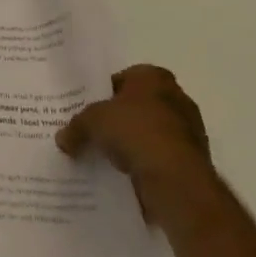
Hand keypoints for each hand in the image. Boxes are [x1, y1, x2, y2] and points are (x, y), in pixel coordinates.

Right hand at [56, 65, 215, 229]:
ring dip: (133, 145)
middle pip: (137, 106)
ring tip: (108, 159)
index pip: (121, 79)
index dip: (101, 94)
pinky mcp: (193, 161)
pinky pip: (160, 158)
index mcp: (154, 76)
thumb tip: (62, 139)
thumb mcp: (92, 121)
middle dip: (118, 120)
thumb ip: (76, 126)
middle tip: (95, 134)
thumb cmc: (135, 131)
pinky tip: (126, 177)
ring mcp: (189, 130)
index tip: (87, 111)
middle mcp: (176, 97)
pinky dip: (146, 165)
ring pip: (149, 133)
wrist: (177, 180)